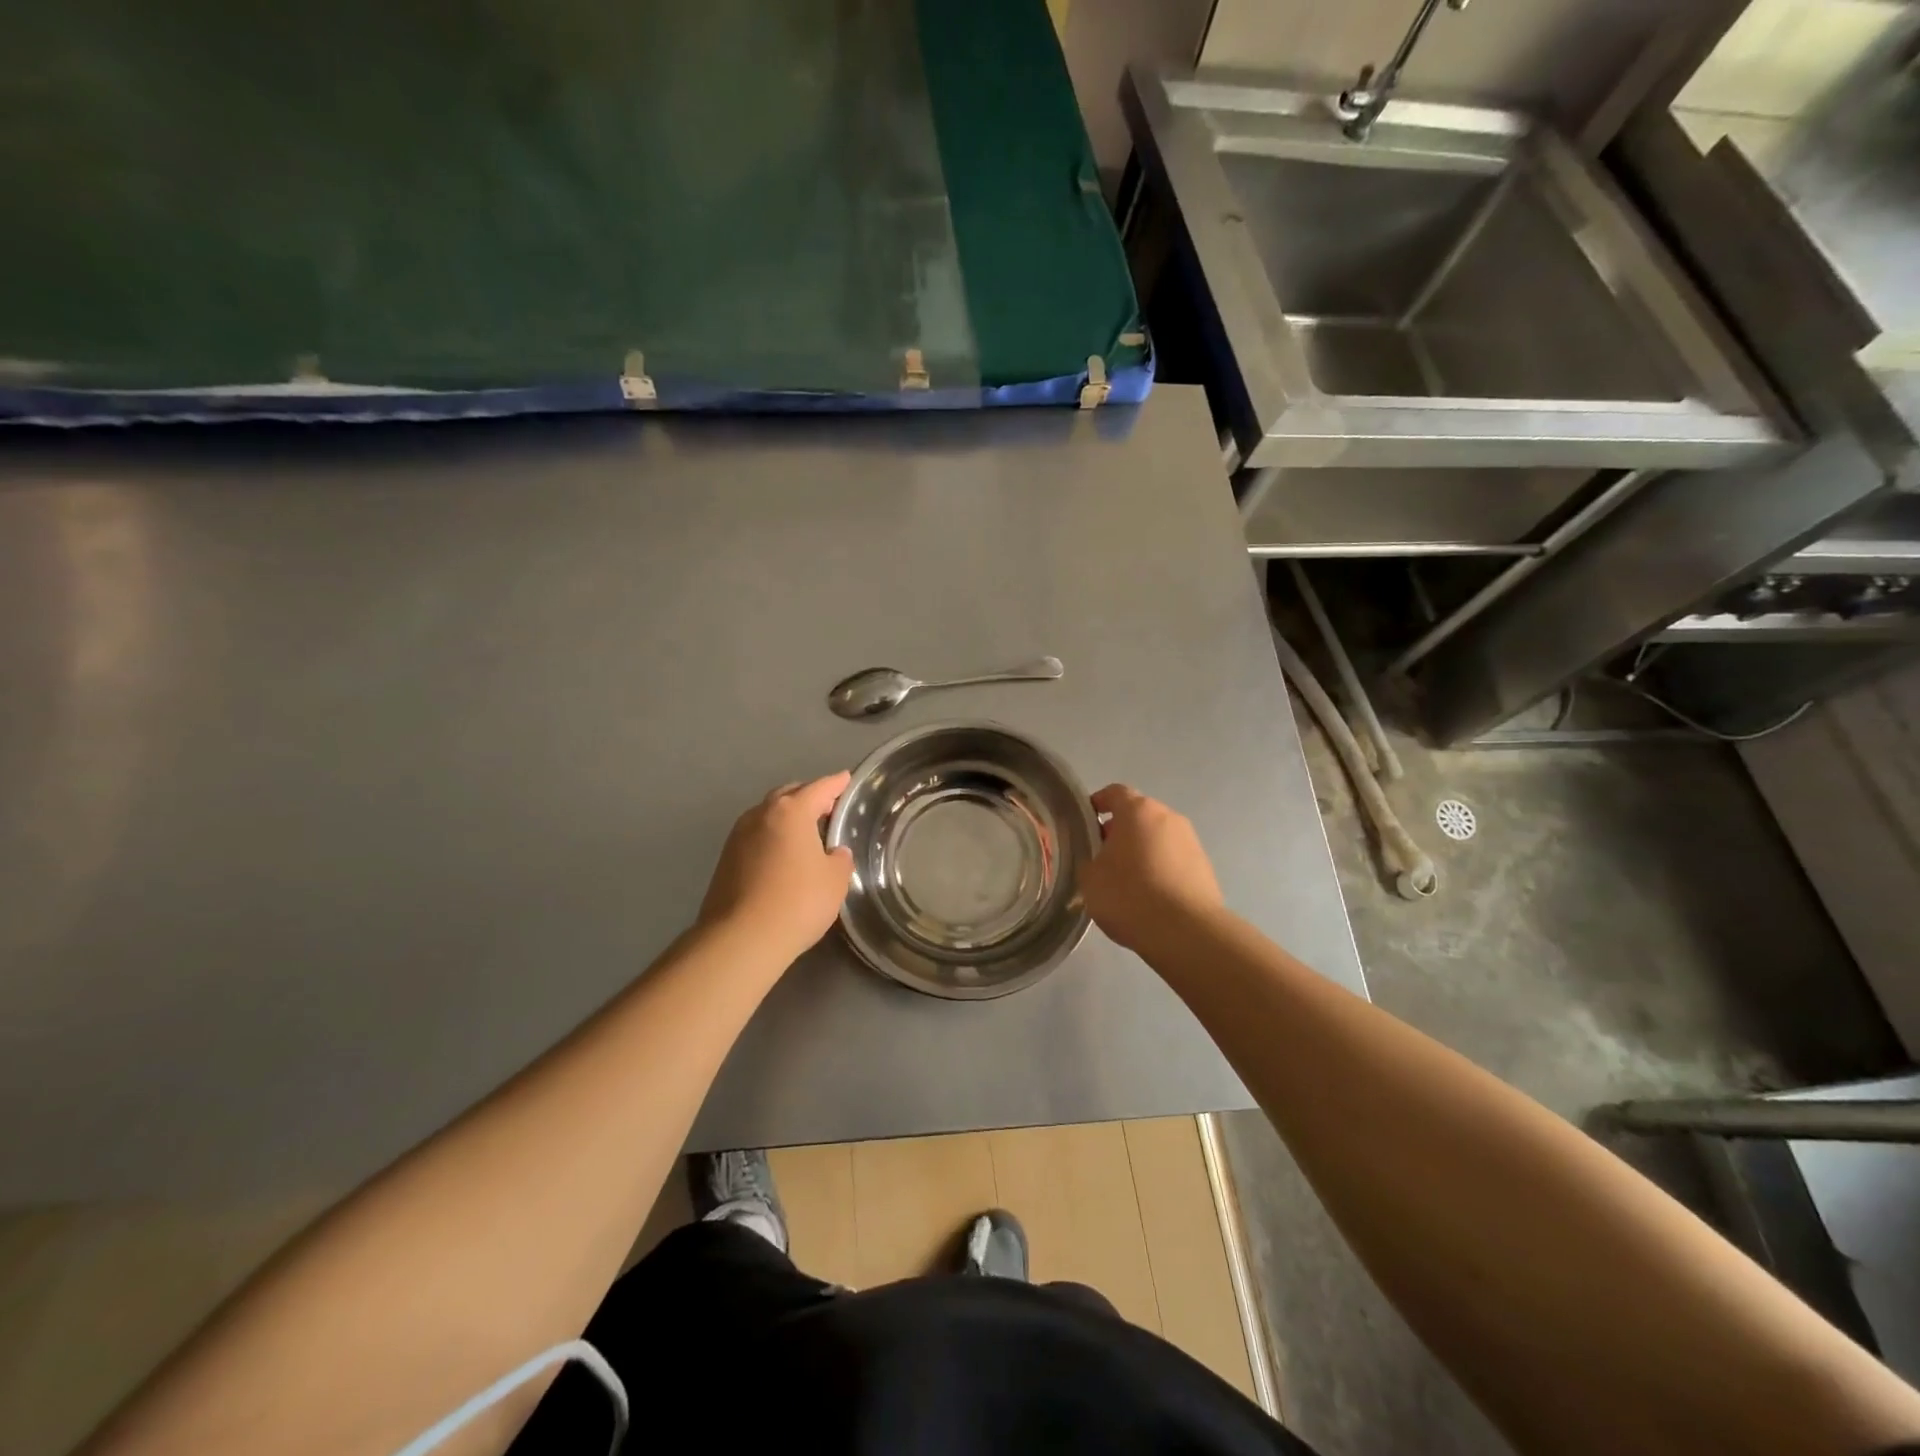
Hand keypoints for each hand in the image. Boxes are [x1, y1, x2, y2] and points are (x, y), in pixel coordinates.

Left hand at [698, 773, 854, 963]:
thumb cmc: (797, 902)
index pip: (820, 788)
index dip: (836, 784)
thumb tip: (833, 853)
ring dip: (787, 818)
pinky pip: (756, 837)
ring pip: (768, 816)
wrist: (741, 939)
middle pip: (789, 795)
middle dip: (808, 797)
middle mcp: (760, 814)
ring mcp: (738, 836)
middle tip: (828, 807)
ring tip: (805, 833)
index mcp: (791, 812)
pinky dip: (772, 838)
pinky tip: (783, 856)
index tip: (846, 779)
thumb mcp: (835, 881)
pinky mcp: (725, 860)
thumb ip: (839, 859)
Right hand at [1079, 785, 1224, 953]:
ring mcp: (1191, 842)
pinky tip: (1150, 897)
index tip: (1085, 822)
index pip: (1114, 793)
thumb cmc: (1129, 895)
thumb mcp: (1090, 878)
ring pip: (1158, 838)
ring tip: (1127, 881)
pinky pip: (1174, 860)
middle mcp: (1169, 817)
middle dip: (1120, 831)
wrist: (1185, 932)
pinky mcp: (1205, 868)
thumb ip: (1090, 860)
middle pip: (1139, 816)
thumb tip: (1099, 860)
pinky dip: (1160, 870)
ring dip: (1142, 851)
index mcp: (1138, 811)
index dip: (1097, 803)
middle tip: (1103, 857)